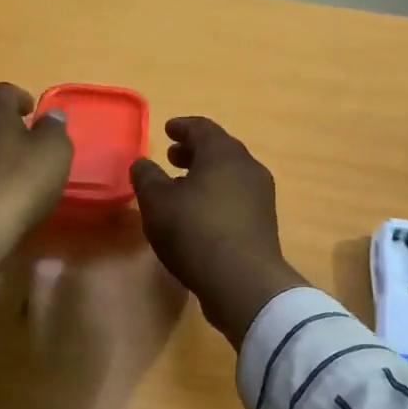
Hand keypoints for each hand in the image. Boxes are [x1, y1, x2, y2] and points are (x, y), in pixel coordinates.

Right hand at [130, 117, 307, 347]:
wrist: (243, 281)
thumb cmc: (195, 231)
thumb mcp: (157, 203)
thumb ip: (146, 177)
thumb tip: (142, 163)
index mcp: (223, 152)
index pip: (202, 128)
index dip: (182, 127)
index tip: (168, 130)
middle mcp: (247, 166)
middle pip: (220, 149)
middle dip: (194, 151)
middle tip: (172, 157)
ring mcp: (261, 195)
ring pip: (230, 174)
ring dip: (206, 175)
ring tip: (182, 187)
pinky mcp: (264, 222)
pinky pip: (237, 196)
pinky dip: (217, 195)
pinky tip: (200, 214)